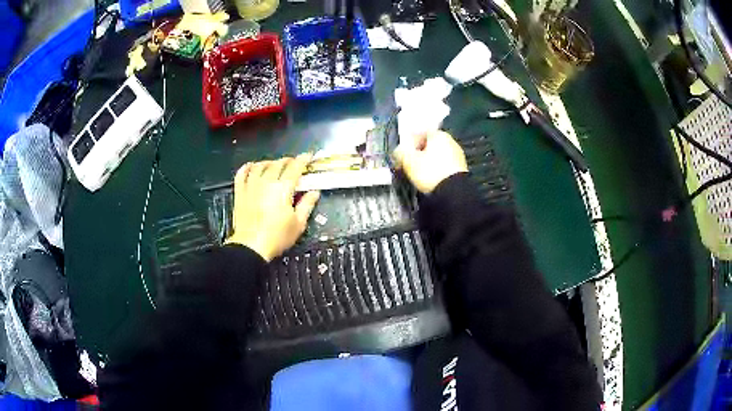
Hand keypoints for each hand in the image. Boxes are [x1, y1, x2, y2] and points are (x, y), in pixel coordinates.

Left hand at [225, 154, 320, 261]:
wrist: (251, 246)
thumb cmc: (277, 237)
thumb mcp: (298, 224)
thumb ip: (307, 205)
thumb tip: (315, 192)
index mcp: (283, 188)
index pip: (295, 167)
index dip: (303, 159)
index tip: (309, 156)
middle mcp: (266, 182)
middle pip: (278, 164)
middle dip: (288, 161)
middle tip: (294, 164)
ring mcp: (251, 185)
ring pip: (260, 165)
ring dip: (269, 162)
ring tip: (274, 165)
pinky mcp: (240, 192)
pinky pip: (242, 173)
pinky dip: (247, 167)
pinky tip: (251, 166)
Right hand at [392, 131, 467, 193]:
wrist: (453, 192)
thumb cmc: (430, 171)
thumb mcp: (409, 161)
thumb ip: (401, 152)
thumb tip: (398, 151)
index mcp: (438, 134)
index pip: (419, 133)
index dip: (408, 143)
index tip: (402, 154)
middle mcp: (450, 141)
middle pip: (429, 144)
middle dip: (418, 153)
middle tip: (408, 163)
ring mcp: (458, 155)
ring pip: (437, 155)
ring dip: (427, 161)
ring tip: (418, 173)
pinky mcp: (461, 169)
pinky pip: (443, 165)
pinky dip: (436, 169)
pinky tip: (430, 178)